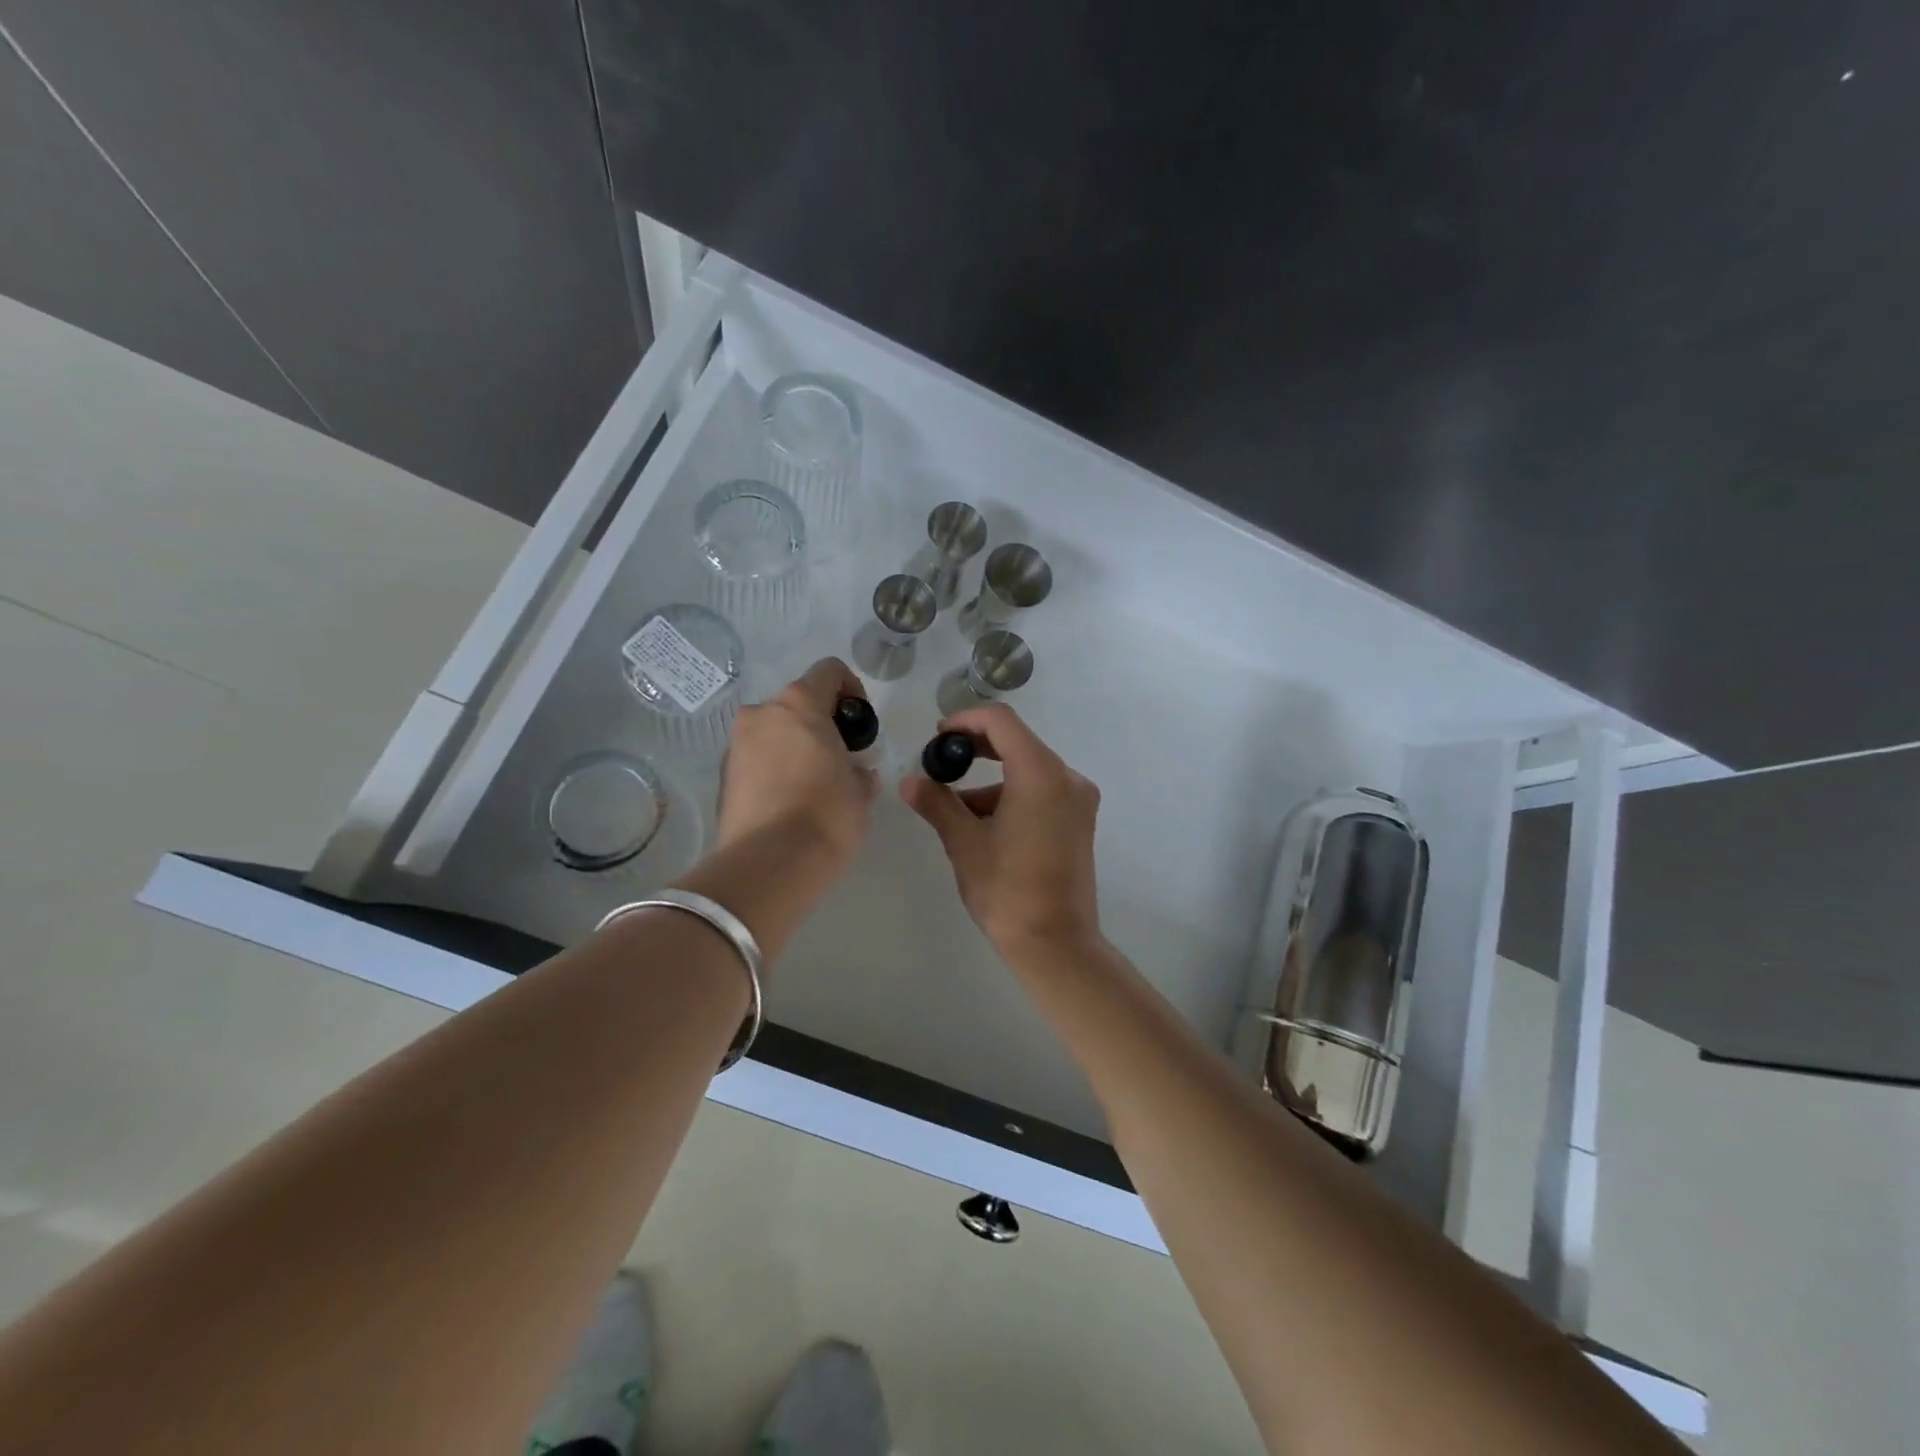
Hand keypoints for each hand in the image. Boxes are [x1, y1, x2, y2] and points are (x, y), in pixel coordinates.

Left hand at [717, 658, 878, 871]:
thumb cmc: (827, 814)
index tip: (860, 724)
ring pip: (774, 733)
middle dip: (821, 725)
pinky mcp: (723, 777)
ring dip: (795, 747)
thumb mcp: (860, 791)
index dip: (852, 689)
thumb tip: (855, 773)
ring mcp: (736, 745)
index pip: (830, 671)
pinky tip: (790, 803)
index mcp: (799, 704)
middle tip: (841, 760)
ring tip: (815, 785)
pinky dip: (775, 770)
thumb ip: (859, 770)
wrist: (768, 865)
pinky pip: (757, 760)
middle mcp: (761, 714)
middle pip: (798, 704)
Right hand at [900, 704, 1102, 954]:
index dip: (966, 720)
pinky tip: (984, 826)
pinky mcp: (1079, 822)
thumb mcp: (964, 843)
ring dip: (991, 781)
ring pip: (1028, 771)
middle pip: (1018, 743)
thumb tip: (909, 781)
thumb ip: (937, 804)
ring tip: (955, 811)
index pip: (1002, 722)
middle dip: (977, 750)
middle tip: (942, 764)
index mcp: (1041, 773)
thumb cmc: (1007, 890)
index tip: (939, 737)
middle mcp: (1067, 778)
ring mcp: (1078, 801)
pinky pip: (1042, 792)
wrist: (1056, 943)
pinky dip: (1012, 797)